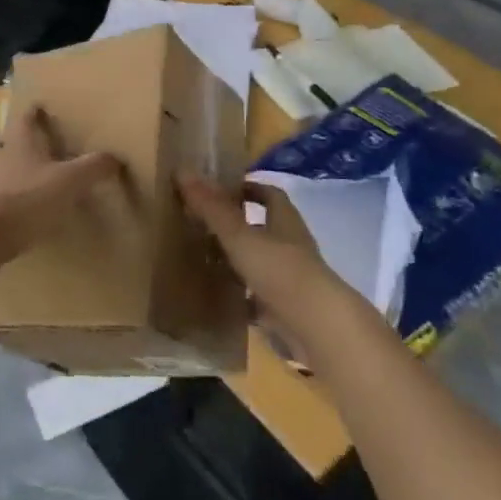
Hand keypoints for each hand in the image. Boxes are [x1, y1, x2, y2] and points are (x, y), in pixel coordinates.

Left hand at [0, 103, 122, 260]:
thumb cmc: (26, 200)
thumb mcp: (68, 183)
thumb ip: (91, 169)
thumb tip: (115, 157)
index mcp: (18, 145)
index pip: (25, 120)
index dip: (32, 113)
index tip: (36, 106)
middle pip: (0, 145)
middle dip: (10, 146)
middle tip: (24, 152)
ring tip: (15, 186)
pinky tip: (3, 216)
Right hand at [178, 173, 350, 354]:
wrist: (317, 328)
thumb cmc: (280, 270)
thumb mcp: (240, 235)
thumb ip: (211, 207)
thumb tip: (183, 170)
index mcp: (285, 221)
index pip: (269, 194)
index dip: (248, 187)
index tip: (221, 189)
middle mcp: (291, 246)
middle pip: (264, 228)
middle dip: (237, 225)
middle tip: (202, 224)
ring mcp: (290, 280)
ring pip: (260, 263)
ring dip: (237, 261)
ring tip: (203, 260)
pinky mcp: (286, 310)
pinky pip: (259, 299)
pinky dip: (240, 298)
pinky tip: (218, 299)